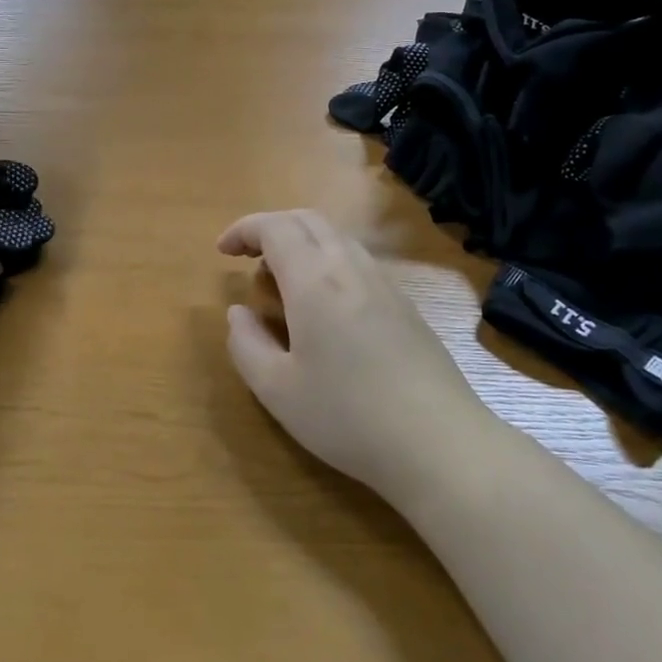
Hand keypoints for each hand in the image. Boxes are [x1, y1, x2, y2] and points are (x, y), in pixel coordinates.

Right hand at [218, 210, 491, 500]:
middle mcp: (349, 267)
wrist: (439, 441)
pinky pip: (357, 260)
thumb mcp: (277, 390)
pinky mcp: (405, 303)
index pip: (274, 227)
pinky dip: (328, 261)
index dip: (244, 229)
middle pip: (307, 220)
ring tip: (282, 282)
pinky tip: (324, 306)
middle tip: (248, 257)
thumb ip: (246, 345)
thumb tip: (238, 313)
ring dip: (302, 243)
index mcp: (314, 279)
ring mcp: (383, 282)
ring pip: (336, 237)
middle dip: (271, 227)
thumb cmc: (347, 416)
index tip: (223, 251)